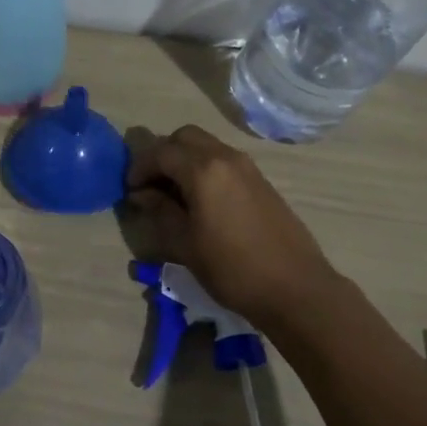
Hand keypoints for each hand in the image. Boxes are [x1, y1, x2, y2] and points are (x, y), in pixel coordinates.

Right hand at [126, 125, 339, 324]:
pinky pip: (223, 160)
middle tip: (151, 186)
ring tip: (174, 195)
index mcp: (204, 170)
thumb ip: (160, 211)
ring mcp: (248, 167)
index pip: (161, 152)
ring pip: (206, 146)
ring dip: (184, 160)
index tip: (130, 190)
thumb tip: (142, 194)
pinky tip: (201, 202)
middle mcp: (226, 157)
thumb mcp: (185, 244)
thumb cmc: (232, 269)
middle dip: (163, 155)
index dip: (139, 168)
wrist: (295, 288)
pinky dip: (204, 168)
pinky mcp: (261, 181)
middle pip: (185, 137)